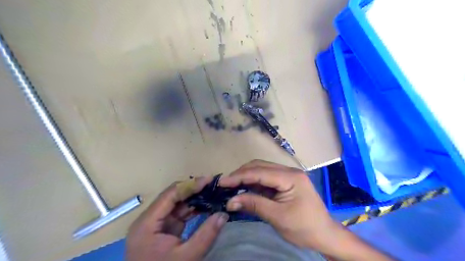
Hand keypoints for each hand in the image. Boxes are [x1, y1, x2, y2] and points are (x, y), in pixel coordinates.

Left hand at [126, 177, 229, 260]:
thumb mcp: (187, 258)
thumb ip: (206, 234)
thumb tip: (224, 214)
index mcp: (147, 223)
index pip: (170, 195)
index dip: (190, 185)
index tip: (209, 179)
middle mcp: (149, 219)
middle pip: (172, 197)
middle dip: (193, 189)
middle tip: (213, 185)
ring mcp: (156, 224)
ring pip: (176, 204)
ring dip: (194, 198)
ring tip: (212, 192)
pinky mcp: (164, 230)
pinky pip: (179, 214)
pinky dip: (192, 209)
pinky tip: (206, 205)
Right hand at [220, 159, 342, 252]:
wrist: (325, 235)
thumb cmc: (305, 228)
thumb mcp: (278, 217)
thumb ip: (254, 205)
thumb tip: (230, 201)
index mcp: (291, 177)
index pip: (260, 172)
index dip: (239, 176)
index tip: (222, 182)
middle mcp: (289, 171)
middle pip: (260, 166)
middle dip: (241, 174)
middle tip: (225, 184)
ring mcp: (288, 175)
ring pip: (262, 170)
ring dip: (246, 177)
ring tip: (232, 186)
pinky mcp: (286, 182)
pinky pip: (266, 178)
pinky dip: (254, 183)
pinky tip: (245, 188)